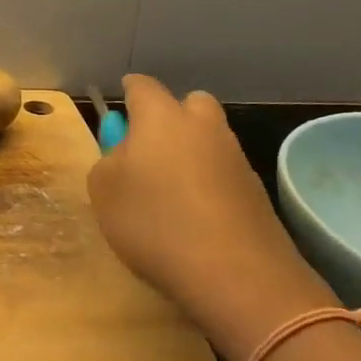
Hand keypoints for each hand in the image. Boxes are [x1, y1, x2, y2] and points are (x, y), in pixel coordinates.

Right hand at [87, 75, 337, 360]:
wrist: (237, 274)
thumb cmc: (155, 222)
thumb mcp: (103, 192)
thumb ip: (108, 163)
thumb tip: (125, 158)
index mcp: (161, 116)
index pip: (141, 86)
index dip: (128, 94)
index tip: (120, 113)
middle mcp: (203, 126)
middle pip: (189, 104)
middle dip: (172, 118)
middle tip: (151, 150)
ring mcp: (235, 157)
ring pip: (210, 140)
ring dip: (192, 154)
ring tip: (171, 194)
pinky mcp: (257, 192)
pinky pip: (224, 174)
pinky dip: (211, 186)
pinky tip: (197, 219)